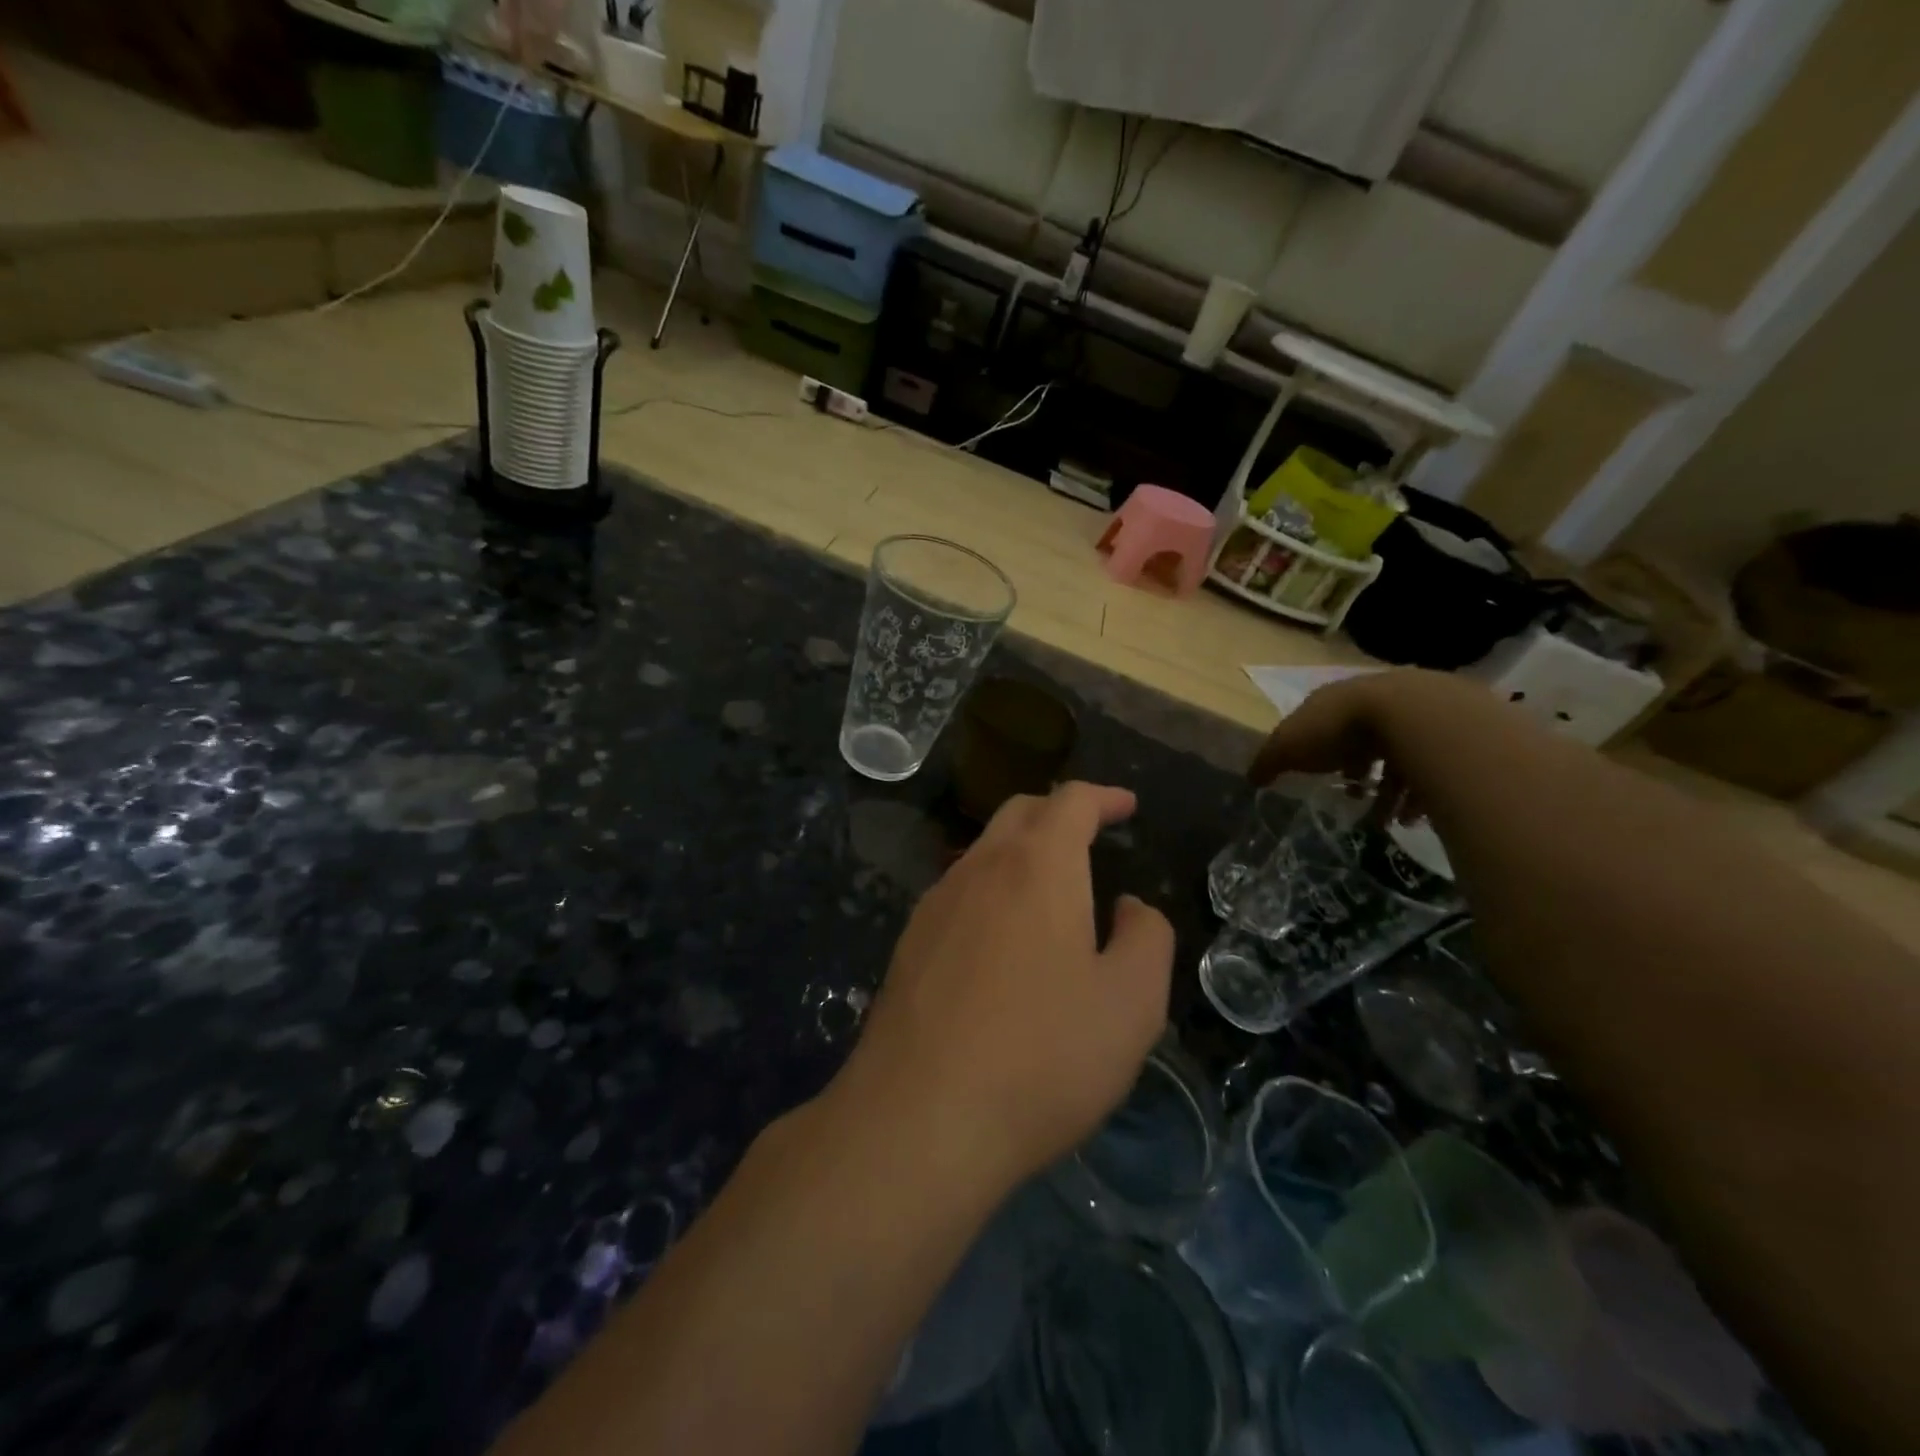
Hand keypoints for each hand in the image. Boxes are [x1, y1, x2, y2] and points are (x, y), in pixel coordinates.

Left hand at [837, 782, 1174, 1190]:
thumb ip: (1147, 938)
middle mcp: (979, 868)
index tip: (1127, 806)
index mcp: (1037, 866)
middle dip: (1060, 813)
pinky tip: (1004, 935)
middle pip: (1020, 814)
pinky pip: (960, 892)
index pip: (1071, 802)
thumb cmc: (1043, 1055)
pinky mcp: (909, 943)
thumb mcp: (1132, 1003)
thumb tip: (1128, 907)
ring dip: (1022, 851)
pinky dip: (992, 888)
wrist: (920, 1117)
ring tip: (1053, 887)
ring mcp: (935, 903)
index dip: (1104, 797)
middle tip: (1092, 834)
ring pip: (984, 852)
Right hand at [1249, 670, 1492, 817]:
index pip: (1319, 723)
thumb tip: (1250, 778)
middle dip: (1358, 771)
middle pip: (1362, 741)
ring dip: (1389, 791)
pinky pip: (1429, 769)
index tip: (1318, 776)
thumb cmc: (1338, 729)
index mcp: (1332, 701)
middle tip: (1354, 799)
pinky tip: (1411, 817)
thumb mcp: (1289, 746)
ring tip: (1386, 821)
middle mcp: (1370, 702)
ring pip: (1398, 757)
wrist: (1411, 714)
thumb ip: (1268, 762)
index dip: (1315, 750)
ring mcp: (1410, 715)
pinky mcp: (1443, 734)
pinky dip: (1419, 795)